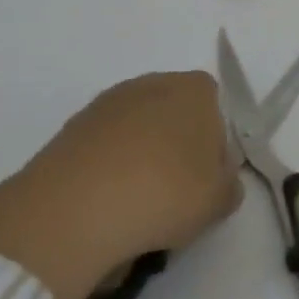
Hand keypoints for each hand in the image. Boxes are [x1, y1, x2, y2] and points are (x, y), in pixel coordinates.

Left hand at [0, 72, 240, 298]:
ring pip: (135, 138)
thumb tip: (220, 182)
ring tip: (131, 215)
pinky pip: (101, 155)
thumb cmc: (163, 193)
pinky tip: (100, 214)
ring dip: (138, 167)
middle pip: (174, 121)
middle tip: (172, 200)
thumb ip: (229, 186)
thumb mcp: (218, 200)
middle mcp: (152, 84)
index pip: (216, 111)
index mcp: (195, 89)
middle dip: (174, 154)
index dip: (214, 149)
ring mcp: (106, 105)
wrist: (71, 212)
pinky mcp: (69, 131)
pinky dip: (104, 178)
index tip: (205, 185)